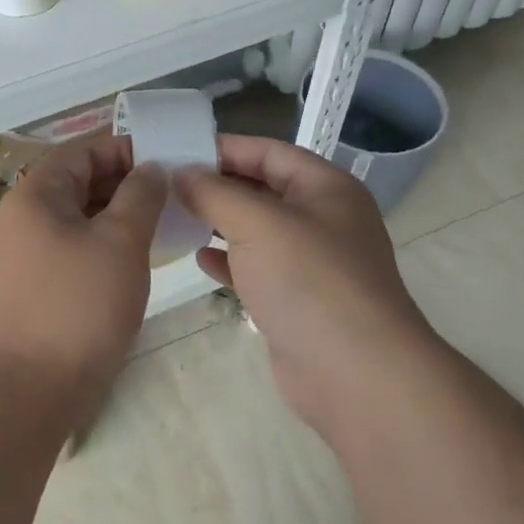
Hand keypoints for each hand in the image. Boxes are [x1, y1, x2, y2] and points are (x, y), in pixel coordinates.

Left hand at [0, 134, 166, 401]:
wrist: (30, 388)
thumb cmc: (78, 305)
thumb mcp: (120, 242)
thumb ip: (140, 196)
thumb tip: (150, 169)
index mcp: (36, 194)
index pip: (83, 150)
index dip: (125, 149)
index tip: (168, 160)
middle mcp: (26, 216)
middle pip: (80, 181)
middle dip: (127, 182)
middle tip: (175, 193)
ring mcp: (29, 252)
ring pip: (81, 216)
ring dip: (120, 214)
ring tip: (165, 221)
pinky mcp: (38, 284)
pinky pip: (76, 246)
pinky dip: (106, 243)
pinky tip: (139, 256)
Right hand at [175, 135, 440, 429]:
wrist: (356, 375)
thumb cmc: (309, 281)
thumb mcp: (257, 223)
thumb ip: (214, 193)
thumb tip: (181, 173)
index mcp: (326, 188)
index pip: (270, 152)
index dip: (225, 148)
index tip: (178, 150)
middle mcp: (323, 219)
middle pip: (263, 189)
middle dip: (217, 185)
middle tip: (166, 184)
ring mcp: (312, 263)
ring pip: (258, 230)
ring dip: (218, 222)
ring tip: (174, 217)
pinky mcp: (298, 300)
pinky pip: (257, 269)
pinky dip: (229, 261)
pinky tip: (200, 259)